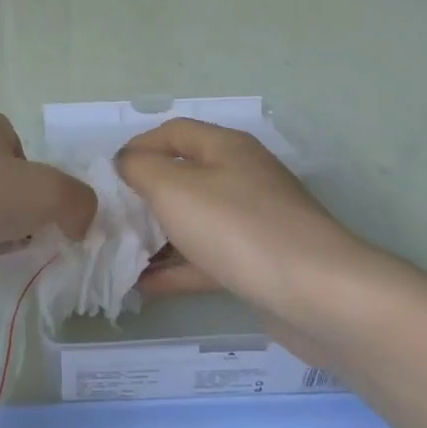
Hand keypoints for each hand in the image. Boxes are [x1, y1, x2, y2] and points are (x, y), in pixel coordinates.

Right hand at [117, 118, 378, 318]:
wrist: (319, 295)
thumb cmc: (238, 228)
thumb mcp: (174, 188)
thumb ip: (140, 169)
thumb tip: (127, 163)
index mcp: (226, 148)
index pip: (174, 132)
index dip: (138, 146)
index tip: (108, 175)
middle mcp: (243, 177)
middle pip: (184, 176)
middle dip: (145, 195)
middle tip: (111, 217)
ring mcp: (255, 222)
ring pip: (195, 221)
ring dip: (158, 236)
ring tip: (120, 254)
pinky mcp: (260, 263)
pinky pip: (209, 258)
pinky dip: (178, 269)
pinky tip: (146, 287)